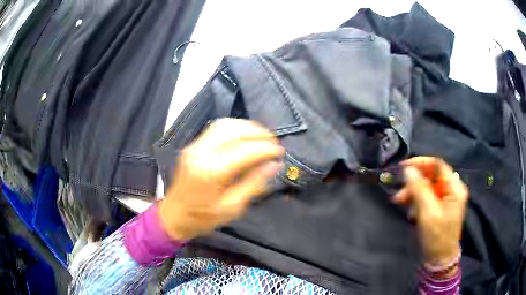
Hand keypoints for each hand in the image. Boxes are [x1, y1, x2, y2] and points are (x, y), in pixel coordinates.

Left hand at [158, 118, 283, 240]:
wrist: (174, 215)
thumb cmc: (203, 218)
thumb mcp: (232, 208)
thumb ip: (253, 184)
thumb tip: (274, 165)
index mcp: (211, 172)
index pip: (244, 151)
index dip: (265, 149)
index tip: (280, 152)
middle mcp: (201, 153)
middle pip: (234, 131)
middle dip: (258, 133)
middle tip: (274, 142)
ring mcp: (194, 146)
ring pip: (225, 125)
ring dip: (247, 127)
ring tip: (263, 136)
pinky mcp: (192, 145)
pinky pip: (216, 128)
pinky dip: (235, 127)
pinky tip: (245, 135)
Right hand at [393, 157, 467, 274]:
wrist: (439, 260)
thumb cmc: (437, 237)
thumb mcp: (428, 213)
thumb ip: (420, 190)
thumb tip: (408, 170)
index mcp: (454, 188)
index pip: (438, 165)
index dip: (420, 163)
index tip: (403, 167)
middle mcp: (451, 190)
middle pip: (431, 176)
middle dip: (414, 182)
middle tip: (399, 192)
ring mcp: (445, 199)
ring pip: (426, 187)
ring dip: (412, 192)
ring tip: (399, 202)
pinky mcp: (438, 207)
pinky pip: (425, 197)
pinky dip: (415, 201)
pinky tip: (410, 212)